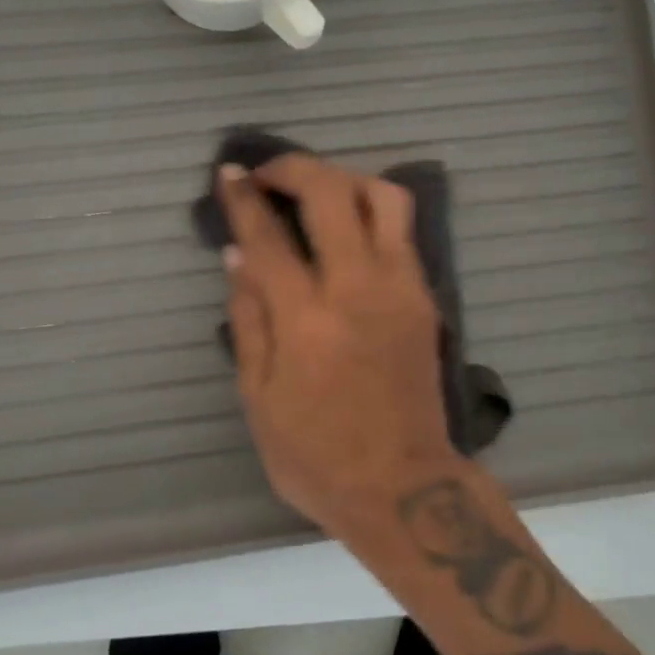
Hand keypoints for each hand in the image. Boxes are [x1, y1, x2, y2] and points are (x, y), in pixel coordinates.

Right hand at [219, 154, 460, 542]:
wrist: (404, 487)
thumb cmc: (317, 455)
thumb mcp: (260, 398)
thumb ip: (248, 319)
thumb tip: (237, 255)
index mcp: (308, 320)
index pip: (269, 237)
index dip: (244, 198)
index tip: (230, 173)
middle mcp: (359, 288)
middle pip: (332, 192)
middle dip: (295, 167)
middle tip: (268, 174)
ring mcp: (401, 287)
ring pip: (383, 196)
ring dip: (343, 178)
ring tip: (315, 192)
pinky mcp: (425, 296)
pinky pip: (401, 229)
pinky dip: (369, 209)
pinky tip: (345, 226)